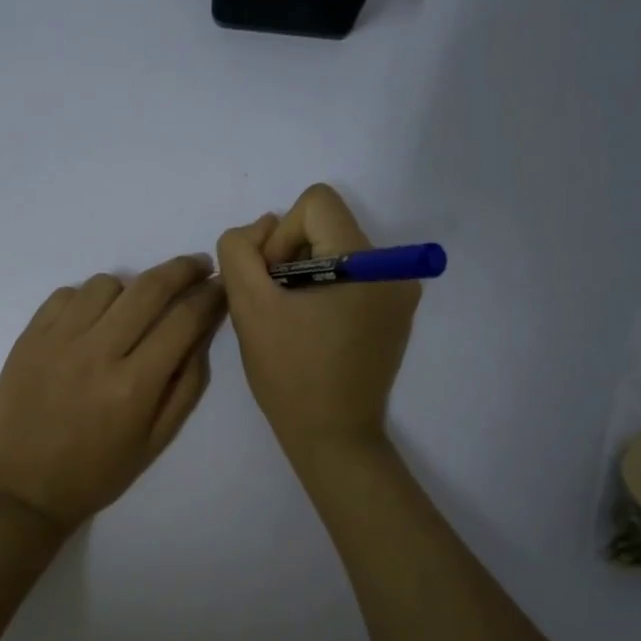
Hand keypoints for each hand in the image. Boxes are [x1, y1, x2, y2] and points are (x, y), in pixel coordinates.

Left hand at [0, 254, 226, 537]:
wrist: (19, 491)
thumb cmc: (94, 475)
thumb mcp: (155, 442)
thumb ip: (185, 385)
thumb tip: (201, 332)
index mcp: (134, 385)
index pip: (184, 320)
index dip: (210, 296)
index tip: (221, 286)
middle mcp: (97, 352)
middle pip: (149, 287)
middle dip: (183, 269)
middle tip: (198, 266)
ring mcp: (57, 340)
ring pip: (106, 283)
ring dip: (131, 287)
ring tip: (134, 307)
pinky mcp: (28, 337)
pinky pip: (66, 294)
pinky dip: (87, 298)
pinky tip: (91, 321)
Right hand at [218, 184, 420, 460]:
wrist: (332, 437)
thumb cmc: (289, 373)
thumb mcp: (248, 306)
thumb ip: (241, 250)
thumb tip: (263, 227)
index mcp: (365, 262)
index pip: (316, 203)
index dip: (282, 235)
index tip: (273, 282)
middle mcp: (393, 270)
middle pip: (327, 227)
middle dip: (291, 258)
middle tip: (277, 306)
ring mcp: (399, 294)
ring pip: (336, 253)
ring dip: (305, 276)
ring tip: (293, 322)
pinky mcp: (395, 315)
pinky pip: (352, 279)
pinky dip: (325, 293)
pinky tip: (313, 332)